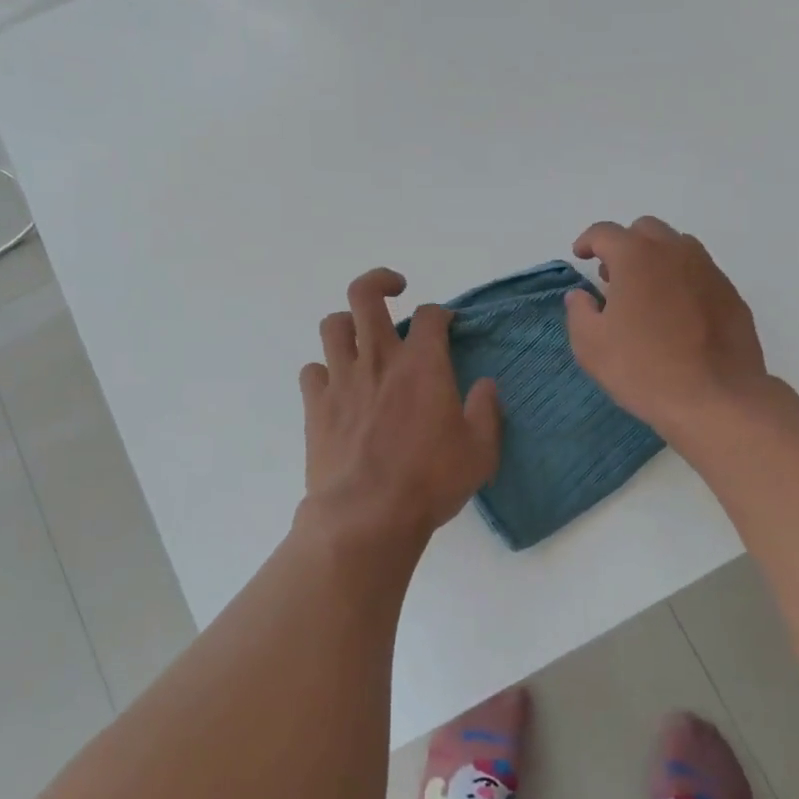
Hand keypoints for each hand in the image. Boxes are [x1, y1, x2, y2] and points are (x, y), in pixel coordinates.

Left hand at [299, 268, 501, 548]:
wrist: (366, 516)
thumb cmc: (431, 481)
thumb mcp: (480, 451)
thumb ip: (486, 411)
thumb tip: (485, 385)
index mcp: (422, 364)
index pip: (430, 315)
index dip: (440, 313)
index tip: (445, 324)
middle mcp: (379, 359)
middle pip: (366, 295)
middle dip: (380, 282)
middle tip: (395, 290)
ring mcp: (342, 379)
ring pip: (333, 325)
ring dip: (348, 324)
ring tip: (361, 339)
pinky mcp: (316, 406)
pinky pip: (312, 370)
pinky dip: (324, 372)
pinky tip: (337, 387)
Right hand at [565, 217, 770, 440]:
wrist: (716, 399)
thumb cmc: (643, 368)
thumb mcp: (591, 345)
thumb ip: (579, 311)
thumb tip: (582, 295)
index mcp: (636, 256)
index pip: (605, 232)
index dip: (588, 241)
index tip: (581, 256)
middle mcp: (675, 252)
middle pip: (646, 230)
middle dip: (625, 246)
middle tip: (613, 277)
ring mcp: (709, 271)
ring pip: (678, 247)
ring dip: (657, 260)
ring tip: (647, 294)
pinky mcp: (732, 295)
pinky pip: (701, 274)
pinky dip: (683, 281)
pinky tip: (678, 315)